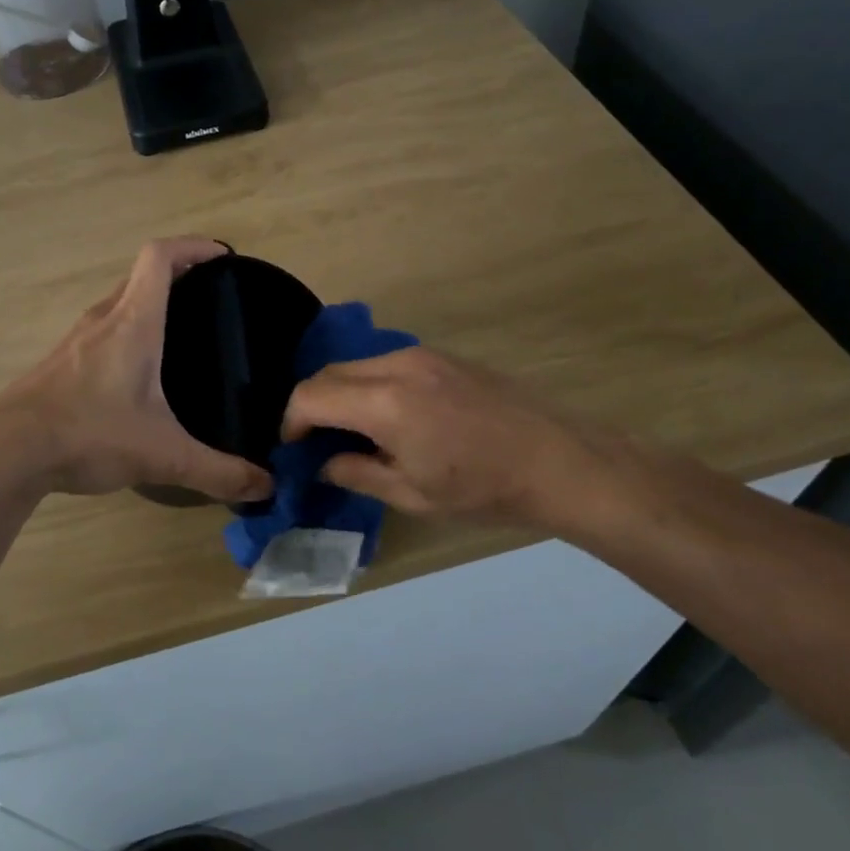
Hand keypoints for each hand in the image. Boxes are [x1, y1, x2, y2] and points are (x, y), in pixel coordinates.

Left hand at [0, 238, 274, 502]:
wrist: (7, 450)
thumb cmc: (88, 434)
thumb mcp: (162, 455)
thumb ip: (217, 471)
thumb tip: (265, 487)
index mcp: (133, 322)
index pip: (160, 257)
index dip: (192, 247)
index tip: (222, 256)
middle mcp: (103, 318)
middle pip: (141, 274)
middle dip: (179, 273)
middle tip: (211, 295)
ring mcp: (76, 338)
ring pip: (119, 301)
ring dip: (149, 301)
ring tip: (180, 330)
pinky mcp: (60, 361)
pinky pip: (101, 328)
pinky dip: (127, 328)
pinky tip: (136, 370)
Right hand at [280, 346, 643, 532]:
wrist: (558, 460)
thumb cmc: (483, 489)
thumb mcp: (413, 495)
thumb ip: (357, 473)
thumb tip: (324, 463)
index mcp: (385, 403)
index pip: (311, 395)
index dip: (292, 420)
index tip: (295, 446)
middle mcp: (397, 366)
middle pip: (329, 372)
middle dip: (313, 404)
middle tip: (317, 441)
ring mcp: (423, 355)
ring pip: (357, 365)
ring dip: (342, 393)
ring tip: (354, 431)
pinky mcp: (442, 355)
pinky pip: (386, 363)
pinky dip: (370, 385)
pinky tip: (390, 416)